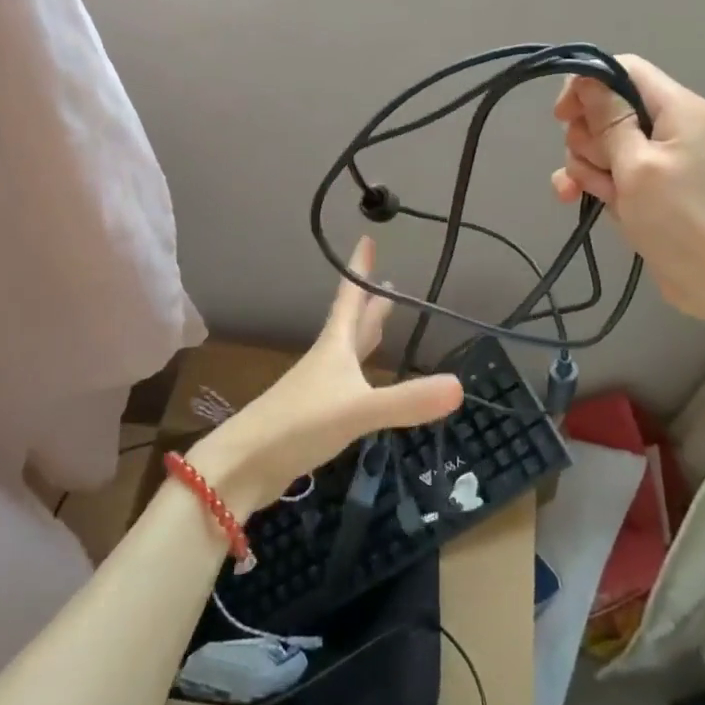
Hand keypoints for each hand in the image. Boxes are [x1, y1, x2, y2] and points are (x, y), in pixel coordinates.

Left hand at [186, 238, 461, 513]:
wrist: (245, 465)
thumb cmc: (299, 424)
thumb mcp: (358, 410)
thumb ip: (406, 400)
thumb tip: (460, 386)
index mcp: (334, 347)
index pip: (350, 299)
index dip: (359, 270)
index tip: (367, 239)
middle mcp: (326, 361)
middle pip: (352, 324)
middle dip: (369, 303)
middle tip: (387, 282)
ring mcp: (318, 389)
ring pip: (348, 353)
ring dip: (365, 335)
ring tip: (381, 323)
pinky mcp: (314, 417)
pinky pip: (345, 384)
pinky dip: (361, 375)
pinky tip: (365, 385)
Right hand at [551, 55, 704, 321]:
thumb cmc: (682, 218)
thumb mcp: (638, 165)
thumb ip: (609, 119)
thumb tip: (586, 78)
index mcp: (676, 108)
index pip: (623, 69)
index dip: (587, 84)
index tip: (562, 115)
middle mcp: (666, 126)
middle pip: (606, 109)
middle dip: (587, 136)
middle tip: (598, 165)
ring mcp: (655, 160)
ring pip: (600, 144)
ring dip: (586, 166)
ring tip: (597, 193)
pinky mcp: (645, 189)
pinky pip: (607, 172)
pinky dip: (590, 182)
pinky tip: (571, 198)